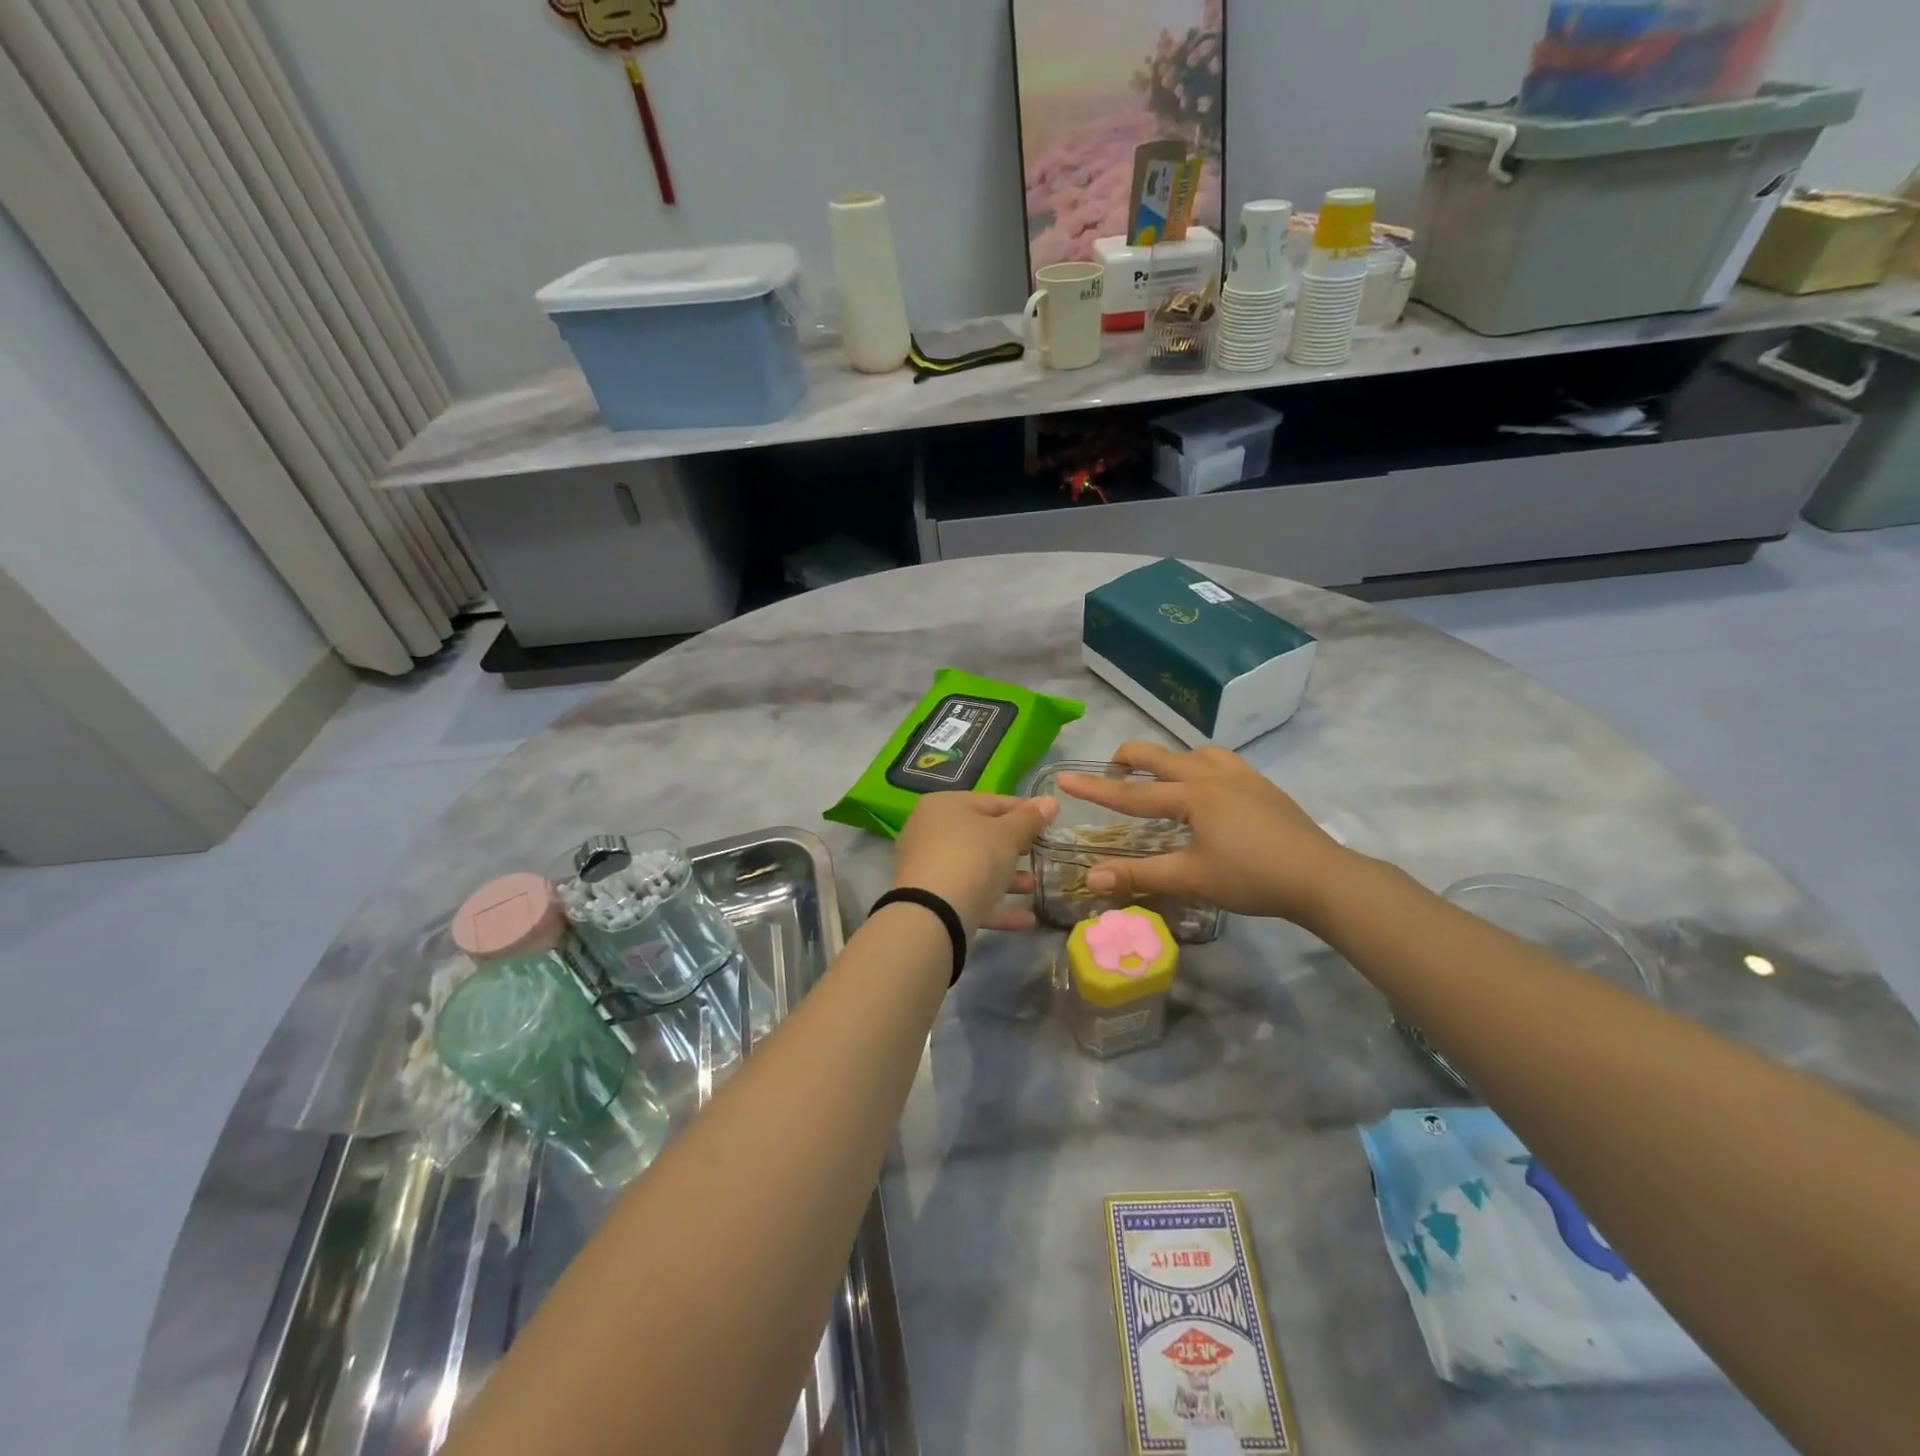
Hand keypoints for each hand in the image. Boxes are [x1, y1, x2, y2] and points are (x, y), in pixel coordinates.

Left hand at [891, 792, 1060, 935]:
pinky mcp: (933, 900)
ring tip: (1035, 886)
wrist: (933, 915)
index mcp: (945, 806)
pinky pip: (970, 897)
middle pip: (981, 836)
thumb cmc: (972, 858)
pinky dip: (997, 905)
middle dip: (1014, 847)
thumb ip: (1030, 818)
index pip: (991, 802)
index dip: (1023, 811)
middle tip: (1040, 853)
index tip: (1049, 822)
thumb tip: (1051, 801)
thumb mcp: (1008, 834)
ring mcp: (929, 868)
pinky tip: (1027, 919)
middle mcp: (931, 832)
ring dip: (1008, 878)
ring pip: (976, 868)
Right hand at [1055, 743, 1351, 923]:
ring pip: (1192, 752)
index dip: (1094, 788)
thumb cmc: (1252, 877)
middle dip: (1128, 759)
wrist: (1321, 876)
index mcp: (1192, 795)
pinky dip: (1198, 765)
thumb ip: (1139, 874)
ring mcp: (1240, 775)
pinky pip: (1219, 761)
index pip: (1131, 794)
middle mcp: (1211, 774)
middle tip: (1110, 773)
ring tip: (1160, 782)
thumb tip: (1090, 877)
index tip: (1063, 779)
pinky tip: (1207, 787)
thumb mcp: (1192, 878)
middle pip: (1159, 756)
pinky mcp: (1261, 783)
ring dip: (1167, 761)